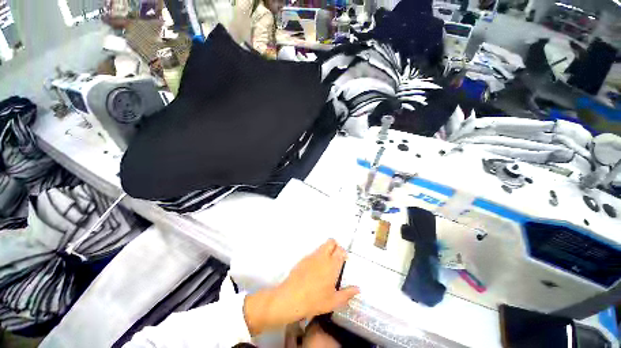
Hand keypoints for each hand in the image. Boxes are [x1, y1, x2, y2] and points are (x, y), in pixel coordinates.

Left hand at [244, 239, 359, 335]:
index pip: (341, 250)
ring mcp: (312, 256)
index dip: (344, 253)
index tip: (344, 260)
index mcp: (332, 265)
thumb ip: (347, 294)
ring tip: (326, 265)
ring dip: (327, 250)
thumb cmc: (315, 301)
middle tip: (336, 258)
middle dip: (335, 246)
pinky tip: (315, 269)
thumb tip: (358, 289)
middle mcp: (322, 256)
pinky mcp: (303, 259)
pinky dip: (318, 256)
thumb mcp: (333, 301)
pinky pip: (314, 252)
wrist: (291, 298)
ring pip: (322, 246)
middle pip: (331, 242)